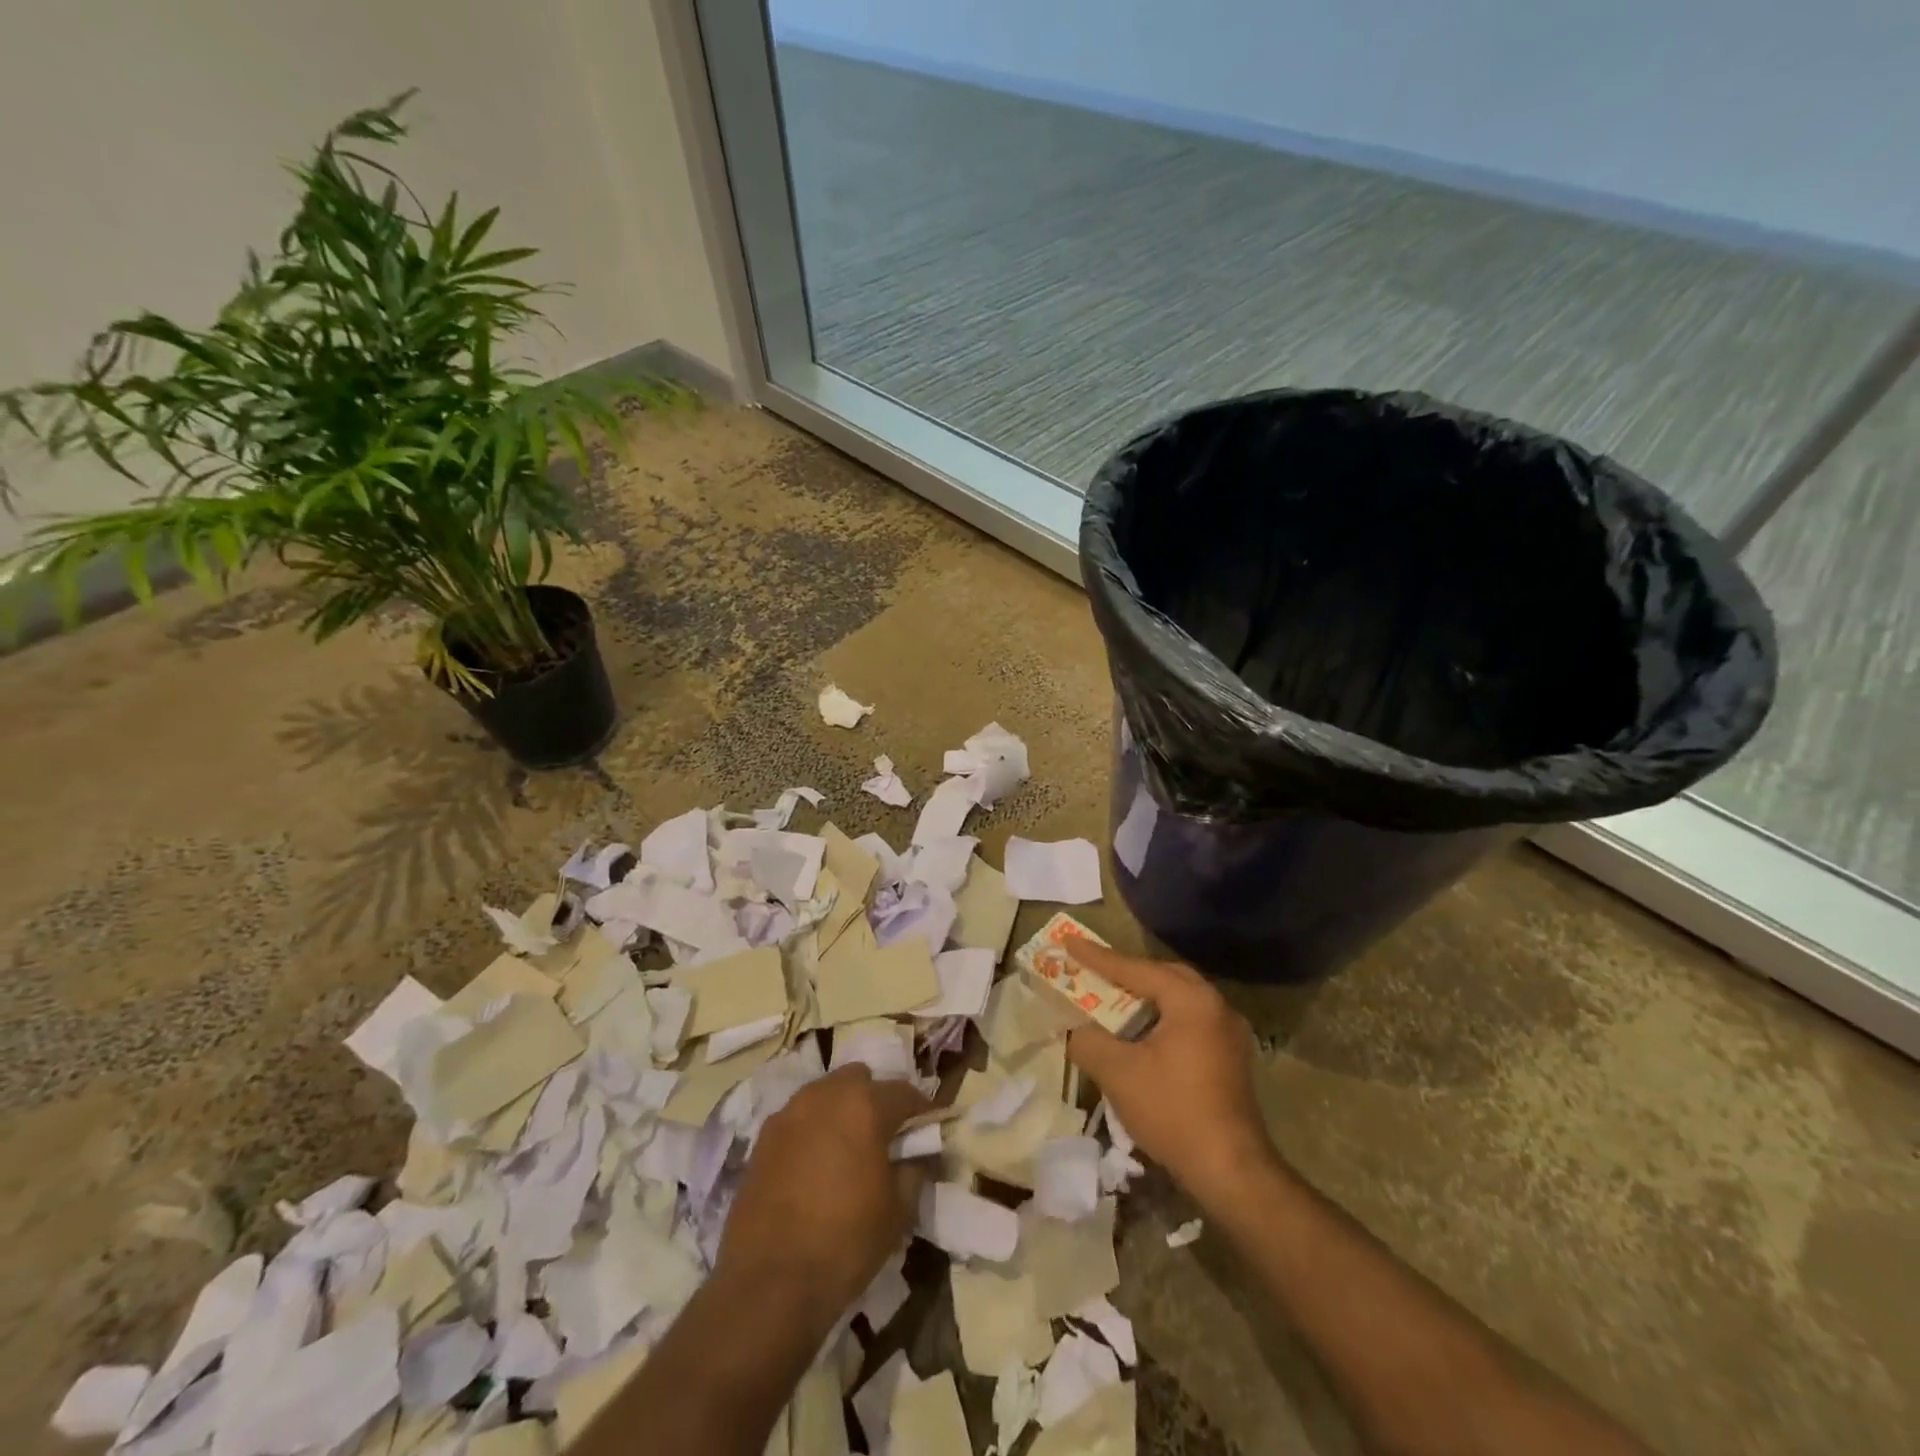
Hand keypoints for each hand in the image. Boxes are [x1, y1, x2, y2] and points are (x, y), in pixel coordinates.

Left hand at [715, 1065, 928, 1328]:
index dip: (921, 1111)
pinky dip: (812, 1131)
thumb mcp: (898, 1210)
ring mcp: (790, 1112)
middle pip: (859, 1080)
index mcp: (865, 1105)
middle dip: (875, 1099)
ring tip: (846, 1150)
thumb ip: (914, 1169)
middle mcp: (826, 1095)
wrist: (768, 1283)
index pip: (905, 1092)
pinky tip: (814, 1166)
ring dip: (841, 1111)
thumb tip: (917, 1154)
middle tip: (883, 1136)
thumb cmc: (845, 1242)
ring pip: (825, 1094)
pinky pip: (798, 1119)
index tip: (928, 1129)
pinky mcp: (763, 1137)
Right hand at [1064, 941, 1272, 1205]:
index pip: (1135, 969)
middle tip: (1092, 970)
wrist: (1231, 1170)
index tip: (1068, 941)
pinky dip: (1161, 1019)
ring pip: (1178, 999)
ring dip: (1144, 997)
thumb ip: (1089, 1041)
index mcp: (1191, 1000)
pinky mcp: (1231, 1057)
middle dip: (1125, 973)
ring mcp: (1229, 1032)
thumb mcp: (1118, 1073)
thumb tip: (1076, 1031)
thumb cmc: (1173, 1111)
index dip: (1097, 957)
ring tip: (1112, 999)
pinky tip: (1141, 1035)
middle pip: (1162, 976)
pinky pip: (1189, 1021)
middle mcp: (1216, 1005)